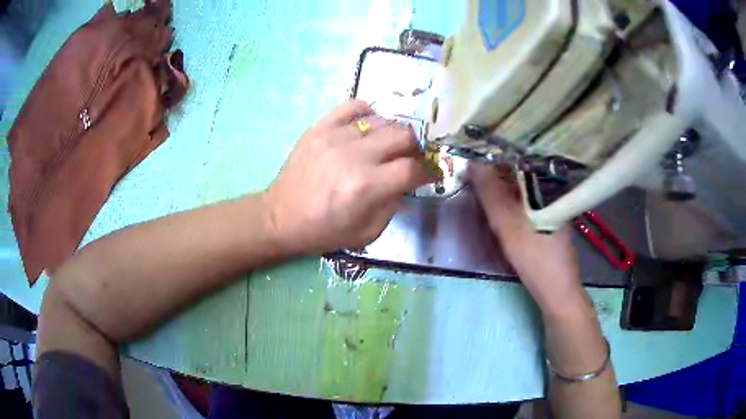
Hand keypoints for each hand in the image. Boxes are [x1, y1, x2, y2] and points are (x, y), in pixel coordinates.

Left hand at [263, 100, 434, 254]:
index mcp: (366, 187)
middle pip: (403, 135)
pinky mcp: (319, 127)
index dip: (428, 171)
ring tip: (387, 147)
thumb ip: (394, 205)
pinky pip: (353, 106)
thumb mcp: (367, 232)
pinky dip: (368, 114)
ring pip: (383, 120)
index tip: (429, 175)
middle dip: (415, 149)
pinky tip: (368, 128)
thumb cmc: (323, 231)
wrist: (279, 218)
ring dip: (393, 134)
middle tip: (409, 159)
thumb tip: (408, 180)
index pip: (412, 168)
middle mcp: (353, 156)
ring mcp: (334, 136)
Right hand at [468, 164, 589, 317]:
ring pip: (525, 190)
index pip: (519, 160)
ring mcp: (554, 207)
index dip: (495, 160)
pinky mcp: (551, 221)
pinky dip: (515, 204)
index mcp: (547, 185)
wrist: (557, 291)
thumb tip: (472, 164)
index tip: (475, 164)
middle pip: (522, 174)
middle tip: (475, 180)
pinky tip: (504, 211)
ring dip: (505, 190)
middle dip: (498, 175)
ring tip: (485, 192)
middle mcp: (553, 191)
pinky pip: (529, 203)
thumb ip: (491, 195)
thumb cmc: (535, 257)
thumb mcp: (508, 225)